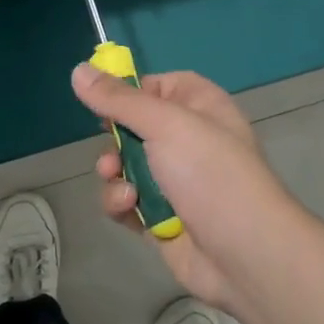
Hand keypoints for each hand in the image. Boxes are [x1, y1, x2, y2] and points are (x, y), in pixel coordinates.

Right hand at [71, 66, 306, 311]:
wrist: (245, 253)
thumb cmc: (210, 173)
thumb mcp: (165, 124)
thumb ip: (119, 100)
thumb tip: (78, 70)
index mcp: (200, 106)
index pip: (159, 86)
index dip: (130, 93)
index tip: (104, 102)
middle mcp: (190, 140)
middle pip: (135, 128)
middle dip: (115, 143)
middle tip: (113, 155)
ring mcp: (177, 181)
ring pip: (126, 167)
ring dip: (115, 176)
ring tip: (123, 189)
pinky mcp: (163, 218)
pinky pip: (129, 202)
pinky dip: (123, 205)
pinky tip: (130, 210)